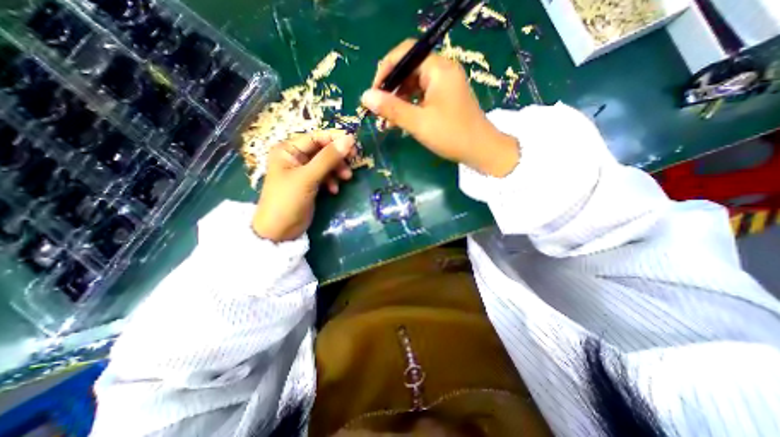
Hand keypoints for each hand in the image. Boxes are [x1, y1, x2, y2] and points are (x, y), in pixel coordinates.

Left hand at [253, 132, 355, 243]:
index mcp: (288, 150)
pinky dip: (332, 181)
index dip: (335, 139)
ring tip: (346, 179)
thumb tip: (349, 139)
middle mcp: (295, 157)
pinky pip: (326, 176)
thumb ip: (328, 158)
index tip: (354, 145)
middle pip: (323, 150)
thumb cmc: (288, 200)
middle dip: (338, 158)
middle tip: (353, 162)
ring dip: (337, 170)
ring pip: (326, 164)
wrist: (279, 231)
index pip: (316, 137)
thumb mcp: (308, 177)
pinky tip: (334, 190)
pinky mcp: (310, 184)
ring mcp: (303, 171)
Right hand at [359, 38, 515, 177]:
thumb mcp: (418, 123)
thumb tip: (365, 97)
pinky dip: (410, 107)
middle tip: (379, 110)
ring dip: (399, 101)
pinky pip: (423, 96)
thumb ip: (392, 108)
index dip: (385, 70)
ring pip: (415, 85)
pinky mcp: (446, 98)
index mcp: (438, 69)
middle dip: (391, 90)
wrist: (481, 150)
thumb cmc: (451, 135)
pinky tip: (401, 121)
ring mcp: (445, 85)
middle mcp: (443, 71)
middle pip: (409, 70)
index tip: (373, 93)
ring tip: (387, 121)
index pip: (405, 54)